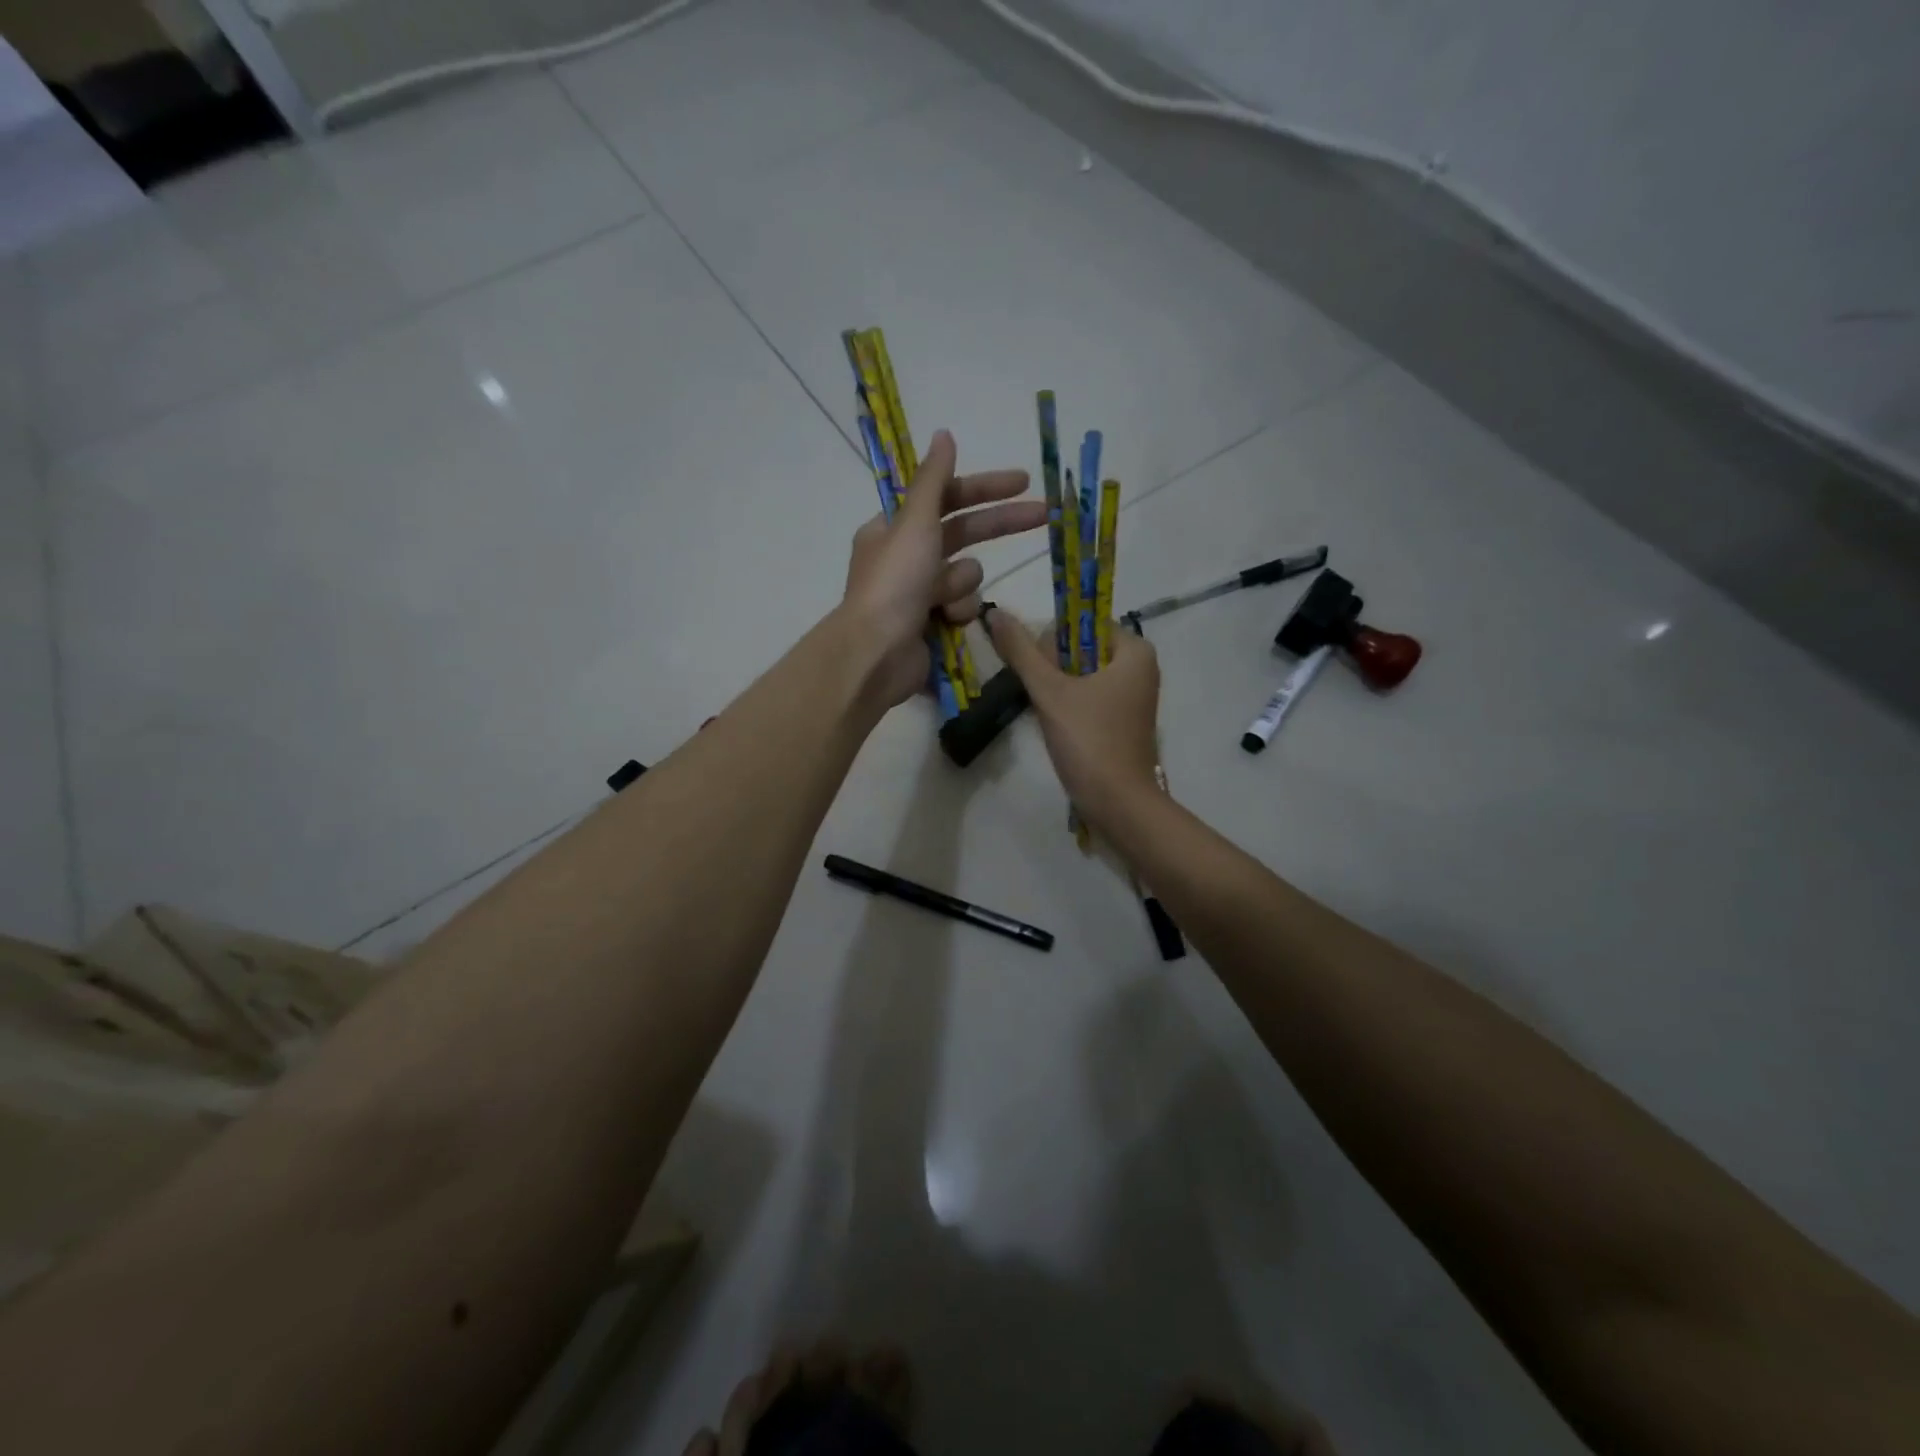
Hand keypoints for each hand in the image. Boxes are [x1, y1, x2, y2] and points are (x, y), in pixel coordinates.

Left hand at [843, 431, 1045, 708]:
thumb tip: (944, 434)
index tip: (1023, 483)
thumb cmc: (894, 583)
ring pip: (966, 575)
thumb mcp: (914, 523)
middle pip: (963, 534)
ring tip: (943, 600)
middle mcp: (906, 557)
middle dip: (999, 526)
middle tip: (1044, 516)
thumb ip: (933, 480)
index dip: (984, 488)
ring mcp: (920, 594)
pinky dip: (957, 613)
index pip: (946, 498)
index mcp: (895, 528)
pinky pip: (962, 608)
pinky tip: (945, 623)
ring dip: (962, 585)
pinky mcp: (932, 624)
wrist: (877, 654)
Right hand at [984, 609, 1162, 828]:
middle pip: (1081, 648)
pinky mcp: (1123, 720)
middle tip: (1045, 698)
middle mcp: (1140, 667)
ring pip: (1082, 674)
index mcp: (1134, 650)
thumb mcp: (1050, 692)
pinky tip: (1059, 726)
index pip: (1082, 622)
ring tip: (1049, 713)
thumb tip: (995, 612)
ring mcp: (1133, 696)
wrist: (1119, 805)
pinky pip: (1089, 696)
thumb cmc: (1090, 741)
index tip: (1041, 673)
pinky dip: (1069, 705)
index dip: (1052, 642)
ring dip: (1057, 689)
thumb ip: (1022, 651)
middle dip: (1053, 669)